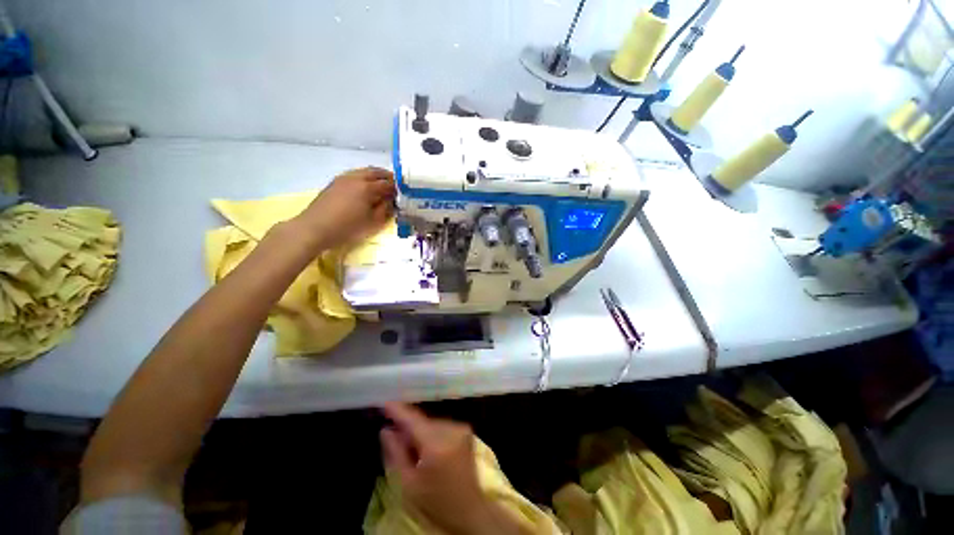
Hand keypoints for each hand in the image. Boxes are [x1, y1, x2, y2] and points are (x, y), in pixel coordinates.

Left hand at [297, 166, 394, 249]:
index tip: (405, 193)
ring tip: (382, 186)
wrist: (315, 228)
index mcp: (368, 187)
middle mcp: (356, 178)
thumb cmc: (347, 228)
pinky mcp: (335, 182)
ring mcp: (343, 178)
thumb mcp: (372, 222)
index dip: (398, 188)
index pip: (388, 183)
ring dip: (375, 176)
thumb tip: (392, 201)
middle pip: (376, 172)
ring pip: (364, 171)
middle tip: (396, 185)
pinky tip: (365, 188)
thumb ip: (385, 209)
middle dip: (387, 177)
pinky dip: (364, 177)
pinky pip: (354, 174)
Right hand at [380, 403, 529, 534]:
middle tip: (393, 435)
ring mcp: (461, 427)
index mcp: (437, 443)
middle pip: (422, 421)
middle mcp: (451, 428)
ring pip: (431, 422)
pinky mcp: (465, 429)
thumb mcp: (409, 483)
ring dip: (419, 430)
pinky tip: (427, 449)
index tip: (384, 401)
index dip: (397, 410)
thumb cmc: (435, 501)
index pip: (413, 419)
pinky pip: (440, 425)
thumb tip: (385, 429)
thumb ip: (396, 453)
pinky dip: (431, 432)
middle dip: (407, 426)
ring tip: (412, 450)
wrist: (469, 509)